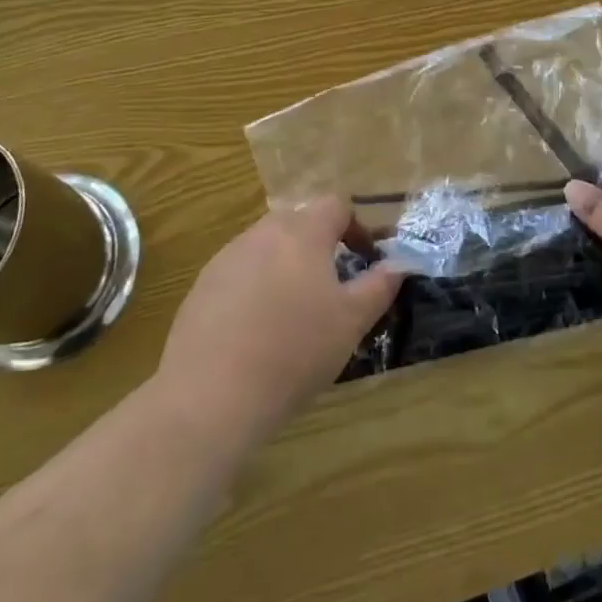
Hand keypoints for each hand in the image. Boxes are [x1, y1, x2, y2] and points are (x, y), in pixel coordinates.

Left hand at [156, 201, 401, 451]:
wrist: (210, 395)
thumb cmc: (294, 351)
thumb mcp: (351, 322)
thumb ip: (379, 286)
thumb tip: (399, 264)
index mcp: (303, 232)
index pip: (335, 205)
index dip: (356, 227)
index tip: (365, 259)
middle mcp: (263, 232)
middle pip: (299, 222)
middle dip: (319, 245)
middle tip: (332, 286)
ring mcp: (227, 257)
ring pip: (267, 246)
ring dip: (286, 265)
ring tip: (294, 311)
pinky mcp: (202, 286)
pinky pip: (239, 273)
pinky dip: (255, 288)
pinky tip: (256, 331)